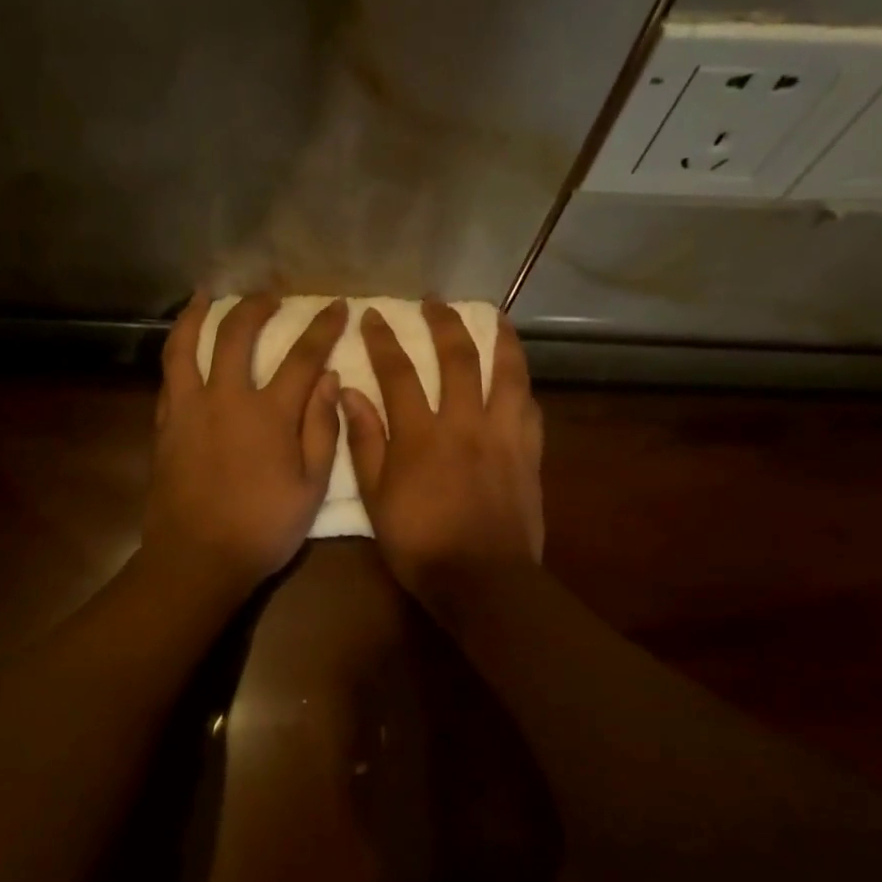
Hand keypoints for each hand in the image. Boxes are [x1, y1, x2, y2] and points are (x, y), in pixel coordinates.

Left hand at [144, 293, 346, 595]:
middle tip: (270, 296)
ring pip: (187, 345)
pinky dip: (178, 352)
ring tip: (206, 295)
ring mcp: (188, 408)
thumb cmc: (263, 528)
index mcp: (269, 414)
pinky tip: (184, 347)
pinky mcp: (165, 425)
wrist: (198, 558)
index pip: (302, 356)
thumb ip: (321, 428)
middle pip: (237, 333)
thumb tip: (329, 379)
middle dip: (256, 305)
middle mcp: (226, 398)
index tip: (337, 306)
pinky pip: (169, 376)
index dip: (322, 327)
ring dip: (198, 314)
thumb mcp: (311, 487)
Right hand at [341, 302, 543, 603]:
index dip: (383, 340)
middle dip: (443, 323)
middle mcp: (464, 422)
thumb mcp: (376, 498)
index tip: (374, 315)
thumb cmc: (419, 544)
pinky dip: (522, 385)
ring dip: (499, 340)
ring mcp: (503, 435)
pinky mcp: (529, 454)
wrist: (481, 579)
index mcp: (420, 434)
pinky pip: (529, 407)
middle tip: (433, 302)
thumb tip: (351, 393)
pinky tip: (518, 378)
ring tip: (494, 318)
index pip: (398, 372)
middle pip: (457, 358)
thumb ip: (365, 442)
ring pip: (506, 373)